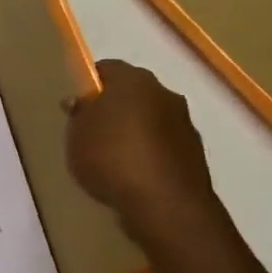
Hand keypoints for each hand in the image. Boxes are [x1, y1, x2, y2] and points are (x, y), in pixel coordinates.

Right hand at [67, 59, 225, 253]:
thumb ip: (79, 114)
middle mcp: (165, 93)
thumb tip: (82, 102)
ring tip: (113, 161)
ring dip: (134, 132)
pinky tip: (134, 177)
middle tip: (92, 133)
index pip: (107, 68)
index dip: (89, 83)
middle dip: (114, 108)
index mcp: (134, 80)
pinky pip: (163, 146)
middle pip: (132, 94)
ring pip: (151, 120)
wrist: (165, 204)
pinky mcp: (195, 154)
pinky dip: (149, 155)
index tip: (77, 105)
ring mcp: (184, 124)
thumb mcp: (76, 135)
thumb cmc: (111, 158)